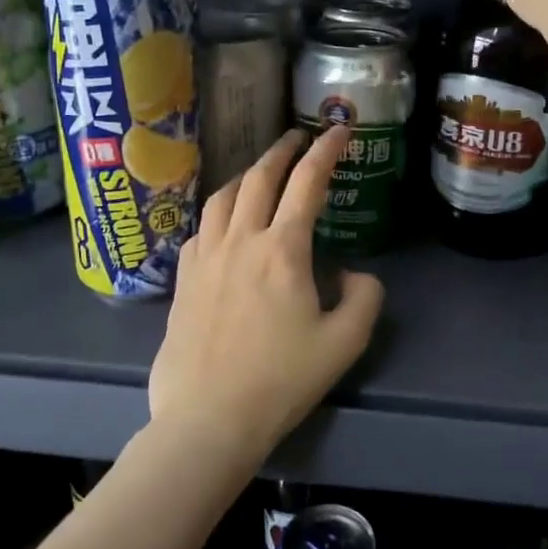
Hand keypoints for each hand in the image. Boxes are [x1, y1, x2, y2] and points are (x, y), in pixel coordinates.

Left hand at [149, 127, 385, 466]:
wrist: (209, 417)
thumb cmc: (281, 380)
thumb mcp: (344, 343)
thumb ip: (364, 298)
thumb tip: (353, 274)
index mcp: (282, 249)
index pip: (306, 182)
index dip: (326, 150)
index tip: (339, 130)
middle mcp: (240, 240)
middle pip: (260, 178)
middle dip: (282, 150)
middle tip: (298, 138)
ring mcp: (205, 257)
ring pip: (223, 196)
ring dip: (247, 175)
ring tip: (261, 172)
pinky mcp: (183, 279)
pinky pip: (201, 228)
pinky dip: (219, 212)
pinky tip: (224, 223)